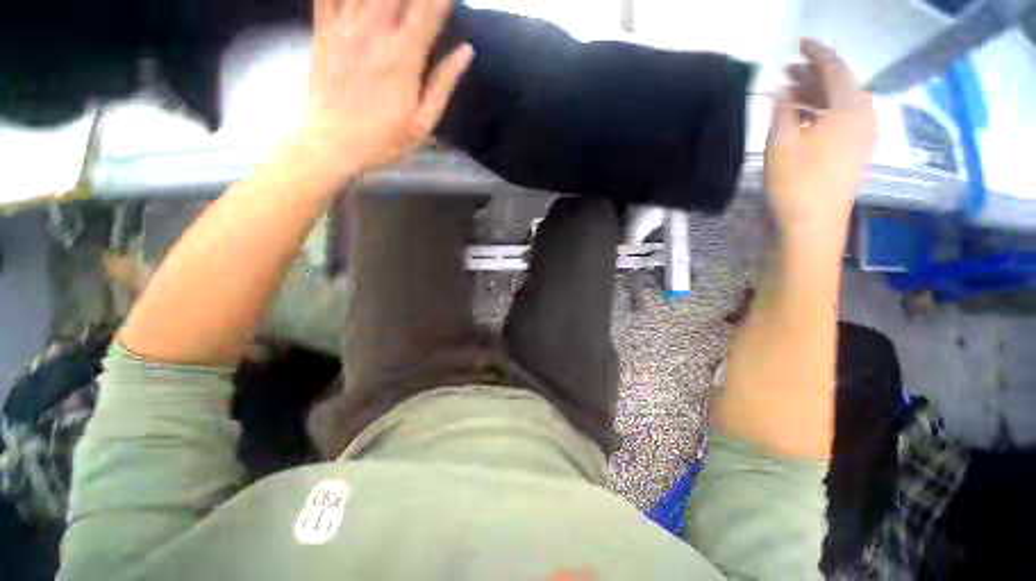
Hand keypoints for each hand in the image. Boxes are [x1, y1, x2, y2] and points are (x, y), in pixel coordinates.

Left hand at [298, 0, 472, 175]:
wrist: (332, 144)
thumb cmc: (384, 140)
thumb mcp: (422, 123)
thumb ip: (443, 85)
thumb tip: (466, 52)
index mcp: (403, 58)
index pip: (428, 12)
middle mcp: (374, 33)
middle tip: (424, 0)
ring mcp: (344, 27)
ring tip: (395, 0)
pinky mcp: (323, 30)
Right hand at [765, 39, 876, 248]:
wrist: (812, 224)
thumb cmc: (795, 182)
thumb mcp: (780, 142)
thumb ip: (782, 110)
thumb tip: (780, 88)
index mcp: (849, 108)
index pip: (834, 68)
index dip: (815, 53)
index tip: (798, 43)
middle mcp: (864, 117)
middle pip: (842, 84)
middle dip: (813, 75)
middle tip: (786, 74)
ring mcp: (863, 137)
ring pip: (843, 103)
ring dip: (818, 95)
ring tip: (791, 97)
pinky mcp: (856, 154)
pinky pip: (844, 121)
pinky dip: (825, 113)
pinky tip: (806, 120)